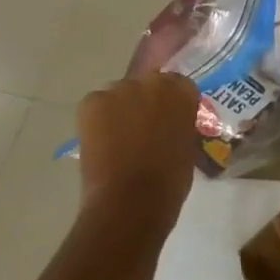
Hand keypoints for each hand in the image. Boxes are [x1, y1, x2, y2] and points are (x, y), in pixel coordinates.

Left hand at [75, 71, 201, 227]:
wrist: (132, 197)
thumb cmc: (172, 176)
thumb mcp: (189, 144)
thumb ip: (180, 124)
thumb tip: (171, 123)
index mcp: (182, 91)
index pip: (180, 85)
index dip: (174, 103)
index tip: (173, 119)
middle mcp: (151, 82)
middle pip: (148, 85)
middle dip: (148, 102)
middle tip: (148, 128)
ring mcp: (118, 91)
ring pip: (121, 94)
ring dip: (123, 108)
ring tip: (122, 137)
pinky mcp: (91, 104)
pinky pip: (99, 105)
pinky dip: (100, 118)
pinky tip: (104, 140)